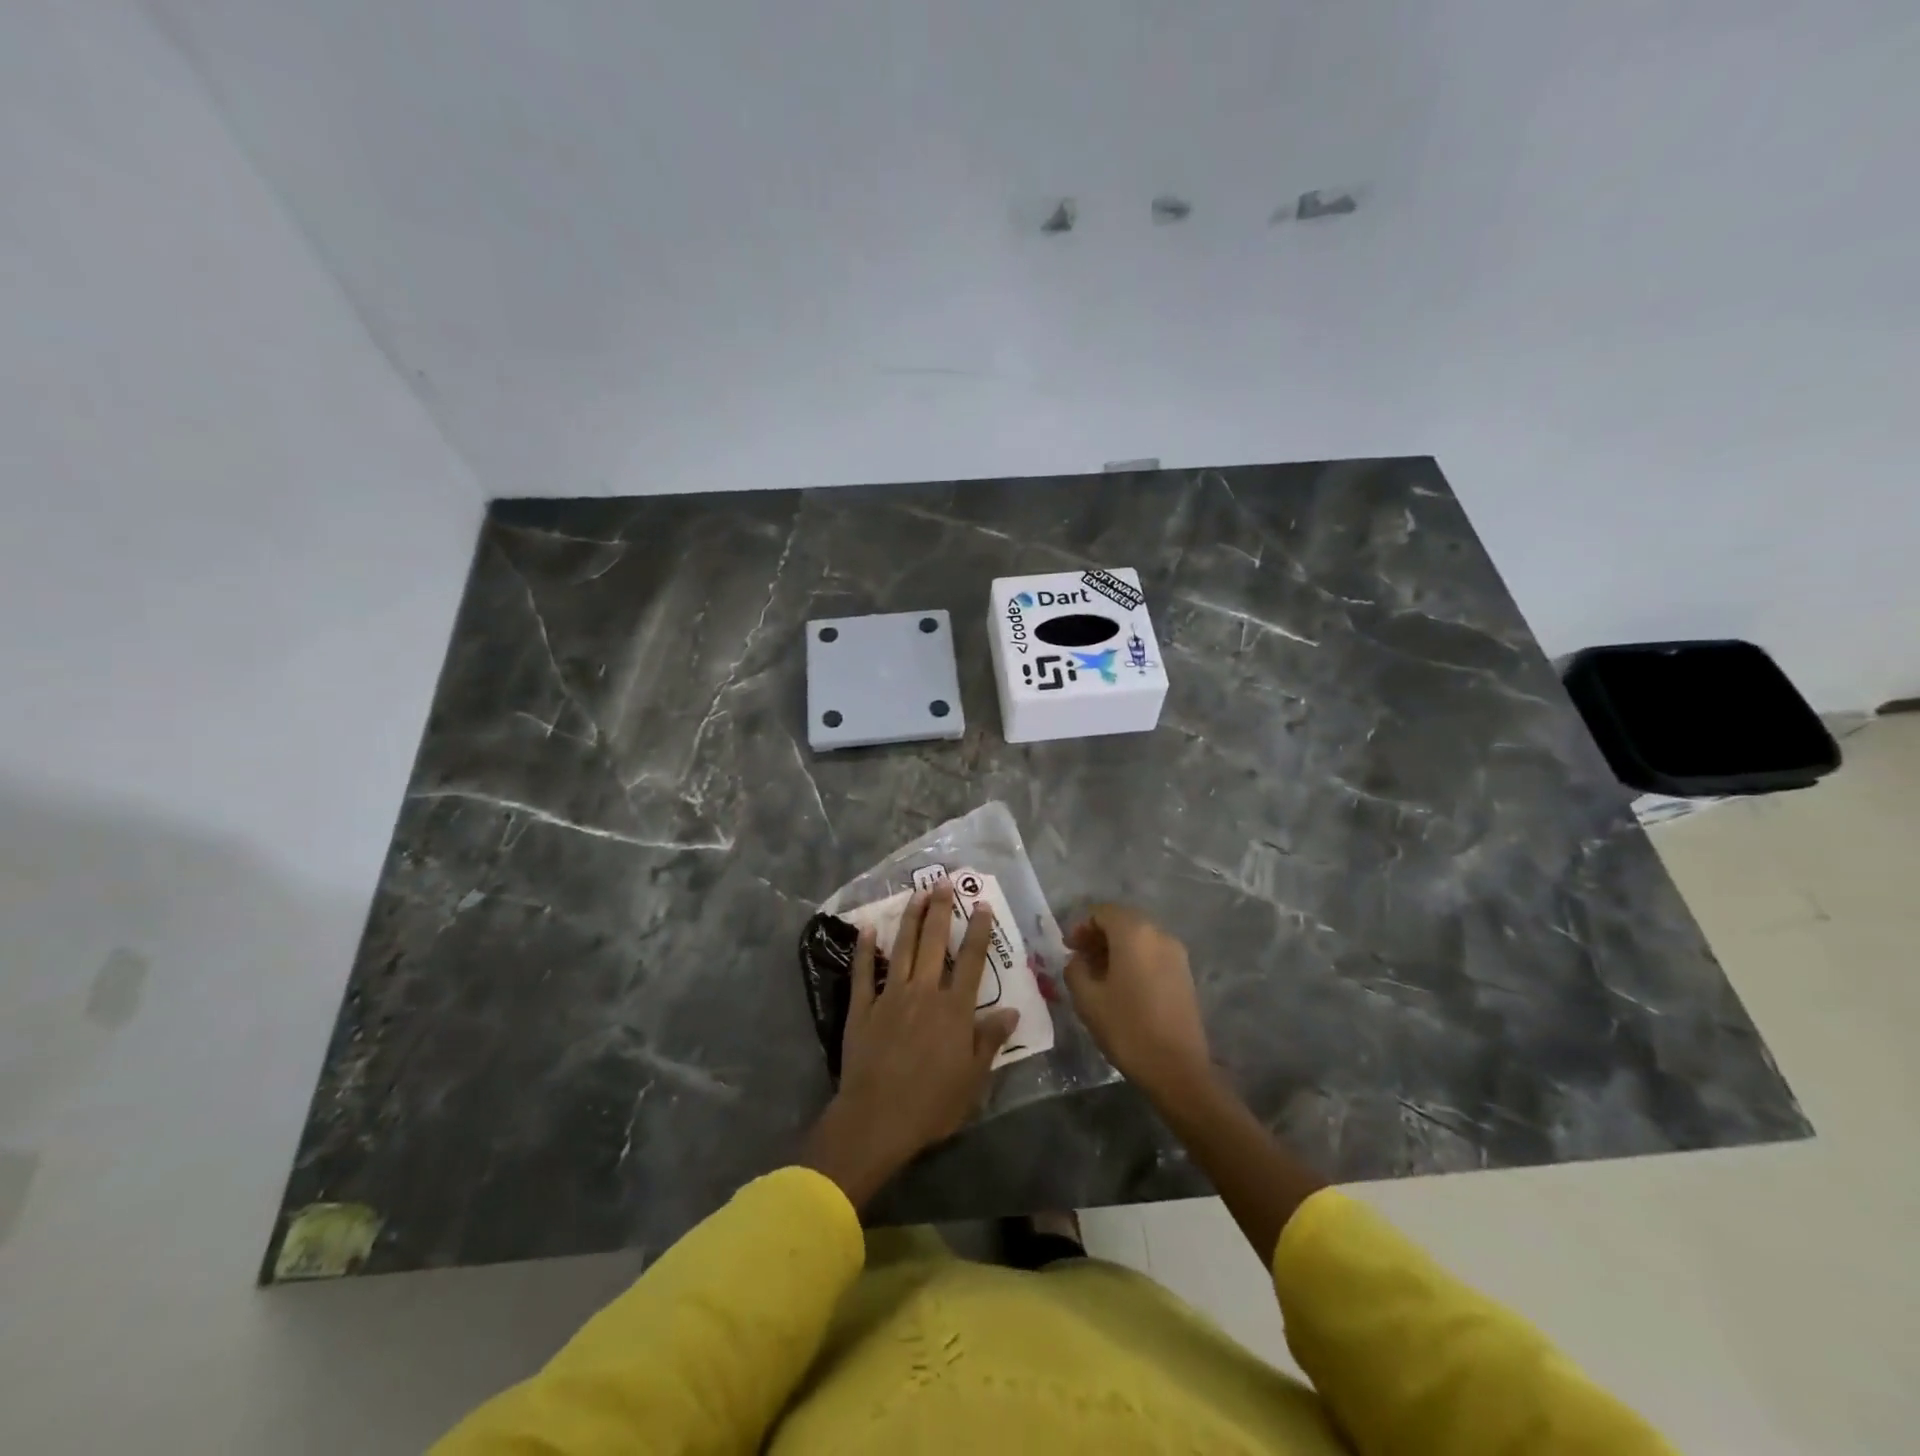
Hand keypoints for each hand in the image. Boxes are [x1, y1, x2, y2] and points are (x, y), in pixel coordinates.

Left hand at [801, 883, 1017, 1208]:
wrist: (877, 1119)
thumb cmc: (932, 1104)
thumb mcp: (973, 1080)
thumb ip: (990, 1041)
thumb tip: (1011, 1011)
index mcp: (954, 1009)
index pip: (970, 961)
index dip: (977, 930)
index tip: (980, 904)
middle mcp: (923, 993)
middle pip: (933, 943)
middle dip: (940, 910)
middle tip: (942, 881)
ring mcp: (889, 997)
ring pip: (901, 949)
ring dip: (909, 919)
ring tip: (915, 893)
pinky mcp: (862, 1009)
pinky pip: (863, 973)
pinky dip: (864, 950)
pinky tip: (867, 930)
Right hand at [1064, 904, 1211, 1097]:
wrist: (1178, 1068)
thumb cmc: (1127, 1028)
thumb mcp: (1087, 999)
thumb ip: (1075, 970)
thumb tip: (1078, 960)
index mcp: (1134, 933)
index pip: (1102, 912)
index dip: (1081, 926)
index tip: (1068, 948)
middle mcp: (1158, 934)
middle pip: (1123, 921)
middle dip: (1099, 935)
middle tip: (1080, 958)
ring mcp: (1176, 953)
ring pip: (1139, 937)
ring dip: (1116, 947)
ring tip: (1098, 973)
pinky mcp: (1184, 973)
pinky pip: (1153, 953)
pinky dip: (1134, 958)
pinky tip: (1122, 984)